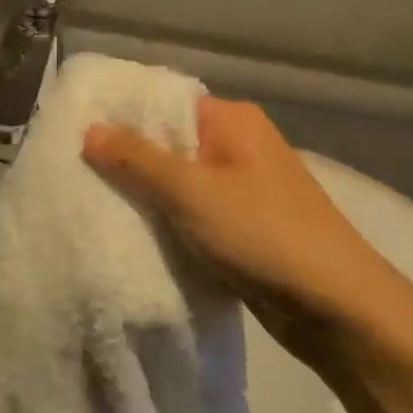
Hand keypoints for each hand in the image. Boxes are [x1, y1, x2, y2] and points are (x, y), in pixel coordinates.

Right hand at [83, 98, 411, 358]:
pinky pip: (192, 211)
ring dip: (145, 193)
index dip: (120, 116)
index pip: (164, 102)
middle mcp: (238, 145)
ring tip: (94, 201)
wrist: (338, 309)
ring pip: (179, 180)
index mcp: (232, 121)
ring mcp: (243, 187)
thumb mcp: (191, 192)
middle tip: (76, 171)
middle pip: (168, 141)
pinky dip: (166, 219)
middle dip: (127, 159)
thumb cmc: (263, 235)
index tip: (75, 132)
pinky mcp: (244, 225)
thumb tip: (89, 130)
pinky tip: (132, 231)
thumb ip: (137, 159)